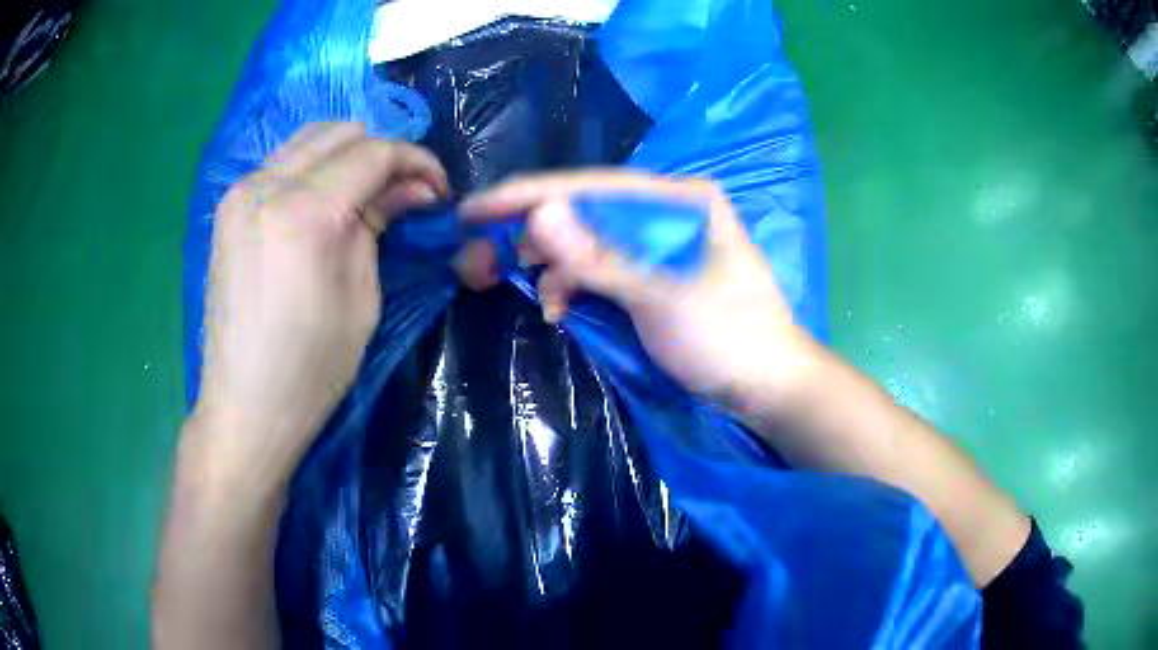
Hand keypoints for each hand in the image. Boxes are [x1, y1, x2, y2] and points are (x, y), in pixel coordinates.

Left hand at [191, 123, 447, 472]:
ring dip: (348, 155)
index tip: (439, 188)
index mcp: (304, 213)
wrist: (244, 407)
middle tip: (404, 193)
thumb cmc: (311, 370)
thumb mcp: (361, 298)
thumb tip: (412, 188)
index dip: (417, 162)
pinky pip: (281, 162)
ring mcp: (240, 193)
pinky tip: (326, 200)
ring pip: (309, 139)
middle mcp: (266, 186)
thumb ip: (380, 224)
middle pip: (341, 133)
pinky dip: (314, 168)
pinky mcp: (228, 208)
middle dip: (383, 154)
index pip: (374, 153)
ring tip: (367, 194)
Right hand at [459, 171, 817, 402]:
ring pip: (585, 241)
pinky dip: (571, 285)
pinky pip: (597, 268)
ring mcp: (657, 244)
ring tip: (518, 288)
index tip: (474, 209)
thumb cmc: (730, 339)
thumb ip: (600, 257)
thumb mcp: (663, 298)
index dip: (528, 195)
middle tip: (478, 256)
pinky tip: (558, 308)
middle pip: (584, 211)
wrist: (769, 389)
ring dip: (548, 264)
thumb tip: (538, 213)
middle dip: (530, 233)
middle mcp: (666, 211)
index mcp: (681, 199)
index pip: (592, 186)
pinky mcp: (650, 275)